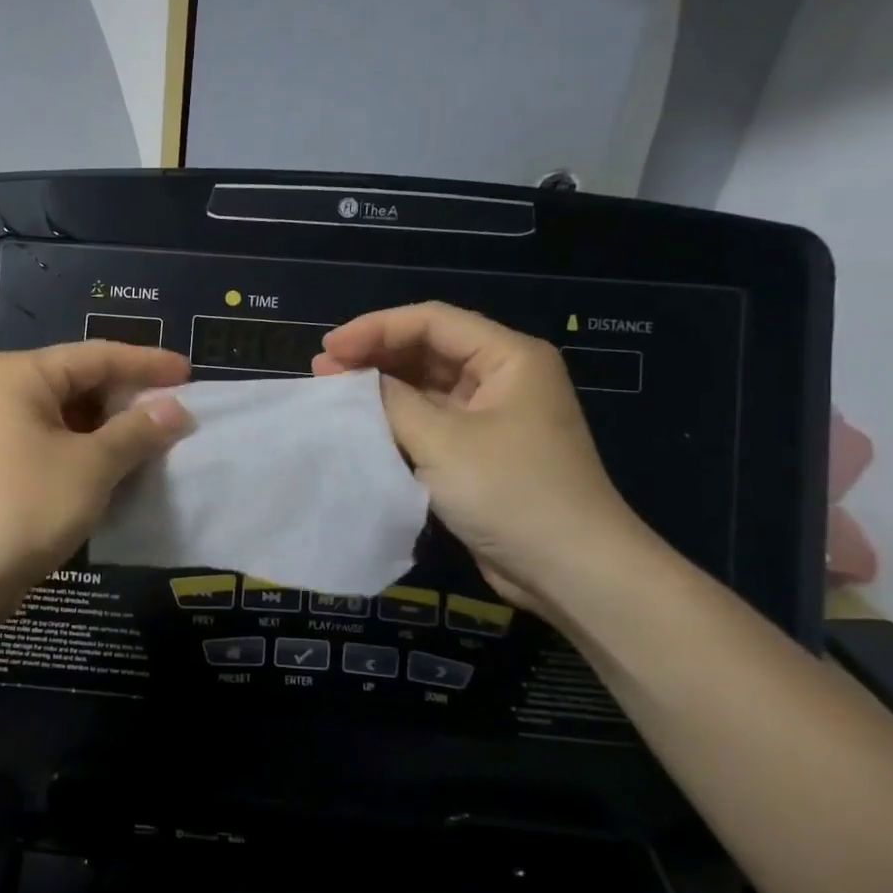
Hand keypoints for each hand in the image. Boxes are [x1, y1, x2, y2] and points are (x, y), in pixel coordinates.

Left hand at [0, 342, 191, 620]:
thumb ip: (138, 432)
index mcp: (23, 375)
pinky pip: (58, 445)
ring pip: (72, 418)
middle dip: (131, 400)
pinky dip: (91, 454)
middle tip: (178, 414)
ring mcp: (0, 429)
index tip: (190, 374)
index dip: (148, 364)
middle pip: (83, 383)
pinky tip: (122, 469)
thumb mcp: (92, 466)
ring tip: (158, 444)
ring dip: (114, 431)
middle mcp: (7, 392)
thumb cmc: (24, 507)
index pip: (98, 356)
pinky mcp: (2, 464)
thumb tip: (177, 409)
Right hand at [314, 303, 648, 615]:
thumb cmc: (511, 492)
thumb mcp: (443, 441)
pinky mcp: (480, 451)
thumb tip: (352, 381)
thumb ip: (391, 402)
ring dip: (381, 388)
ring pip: (426, 386)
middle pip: (428, 350)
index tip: (328, 348)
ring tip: (333, 391)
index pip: (432, 322)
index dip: (375, 329)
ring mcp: (492, 416)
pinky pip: (431, 421)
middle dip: (374, 356)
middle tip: (322, 370)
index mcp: (508, 358)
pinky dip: (396, 418)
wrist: (570, 570)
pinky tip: (362, 423)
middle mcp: (502, 378)